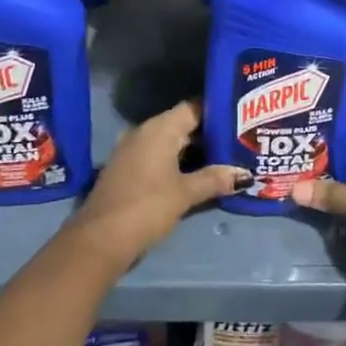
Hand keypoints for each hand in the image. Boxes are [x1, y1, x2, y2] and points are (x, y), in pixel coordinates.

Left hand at [73, 101, 245, 265]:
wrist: (101, 238)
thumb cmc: (147, 206)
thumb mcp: (186, 193)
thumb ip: (215, 179)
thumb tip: (245, 174)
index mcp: (159, 128)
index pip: (194, 107)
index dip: (218, 109)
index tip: (242, 115)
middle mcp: (144, 132)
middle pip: (183, 124)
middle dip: (210, 133)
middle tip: (242, 138)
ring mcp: (133, 150)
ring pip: (171, 142)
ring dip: (195, 150)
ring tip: (227, 156)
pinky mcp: (127, 169)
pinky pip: (159, 156)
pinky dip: (178, 161)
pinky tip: (198, 174)